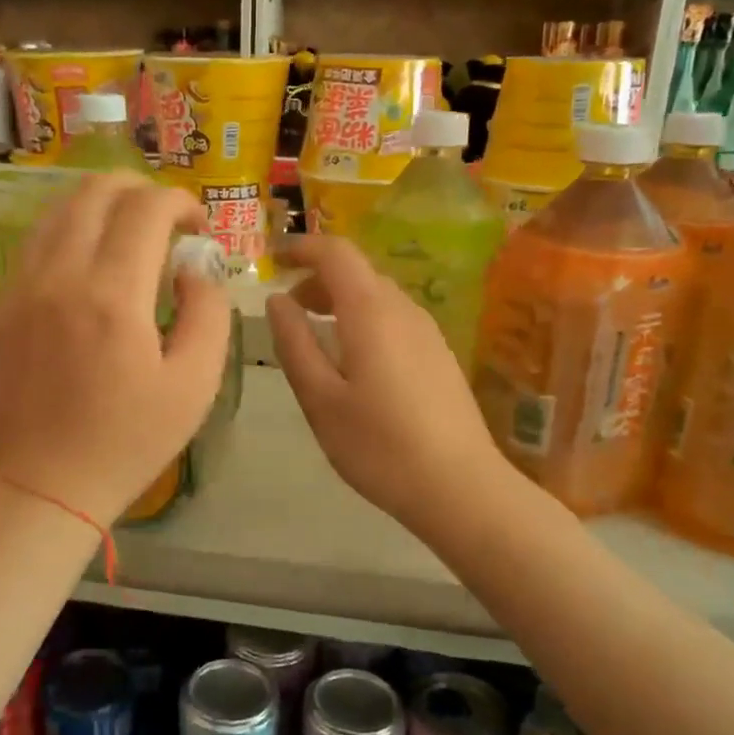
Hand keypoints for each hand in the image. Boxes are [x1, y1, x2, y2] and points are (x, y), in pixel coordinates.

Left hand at [0, 172, 231, 525]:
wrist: (47, 484)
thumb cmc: (130, 440)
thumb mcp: (195, 383)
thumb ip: (207, 311)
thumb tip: (195, 266)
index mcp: (113, 295)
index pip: (146, 209)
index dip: (180, 202)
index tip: (199, 226)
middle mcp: (61, 275)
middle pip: (96, 191)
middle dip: (140, 189)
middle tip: (167, 217)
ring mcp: (23, 285)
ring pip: (59, 208)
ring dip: (101, 203)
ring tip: (130, 228)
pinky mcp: (3, 302)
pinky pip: (35, 239)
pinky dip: (69, 227)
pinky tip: (89, 254)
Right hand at [265, 235, 513, 544]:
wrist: (460, 486)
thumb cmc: (378, 445)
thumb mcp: (320, 398)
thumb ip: (294, 343)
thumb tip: (276, 300)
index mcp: (371, 311)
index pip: (336, 253)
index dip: (302, 247)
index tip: (273, 258)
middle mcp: (404, 310)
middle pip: (358, 272)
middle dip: (317, 279)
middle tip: (287, 309)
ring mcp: (428, 332)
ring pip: (377, 296)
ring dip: (340, 301)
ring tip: (315, 335)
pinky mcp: (440, 355)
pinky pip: (394, 319)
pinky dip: (364, 320)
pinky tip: (354, 361)